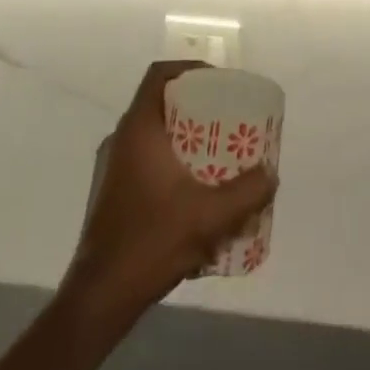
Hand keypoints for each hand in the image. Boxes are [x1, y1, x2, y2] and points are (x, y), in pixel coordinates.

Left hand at [66, 61, 276, 324]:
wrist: (98, 300)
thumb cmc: (150, 243)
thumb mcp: (208, 216)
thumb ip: (245, 193)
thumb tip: (271, 175)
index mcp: (138, 129)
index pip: (159, 75)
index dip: (190, 70)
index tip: (218, 83)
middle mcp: (121, 140)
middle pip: (160, 103)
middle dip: (196, 108)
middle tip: (227, 120)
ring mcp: (112, 168)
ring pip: (153, 135)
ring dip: (184, 139)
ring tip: (217, 157)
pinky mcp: (111, 194)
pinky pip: (146, 161)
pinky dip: (171, 164)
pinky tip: (194, 195)